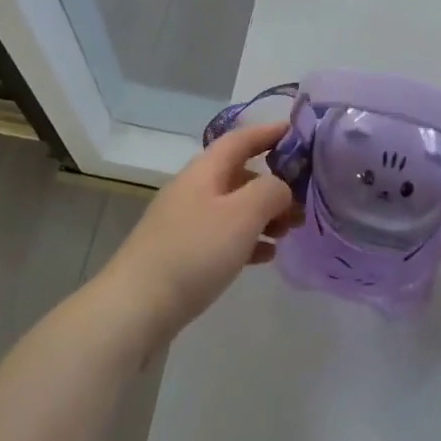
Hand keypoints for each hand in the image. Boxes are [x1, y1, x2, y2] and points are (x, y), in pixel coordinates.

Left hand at [98, 121, 301, 349]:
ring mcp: (185, 222)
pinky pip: (223, 236)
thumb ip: (270, 191)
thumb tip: (281, 187)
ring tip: (290, 232)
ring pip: (234, 207)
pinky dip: (248, 240)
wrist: (136, 308)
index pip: (241, 139)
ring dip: (264, 214)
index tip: (299, 133)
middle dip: (274, 183)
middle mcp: (194, 189)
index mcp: (205, 170)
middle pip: (240, 174)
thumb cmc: (194, 252)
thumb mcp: (241, 215)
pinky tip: (266, 256)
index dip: (269, 132)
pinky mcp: (183, 253)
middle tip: (304, 201)